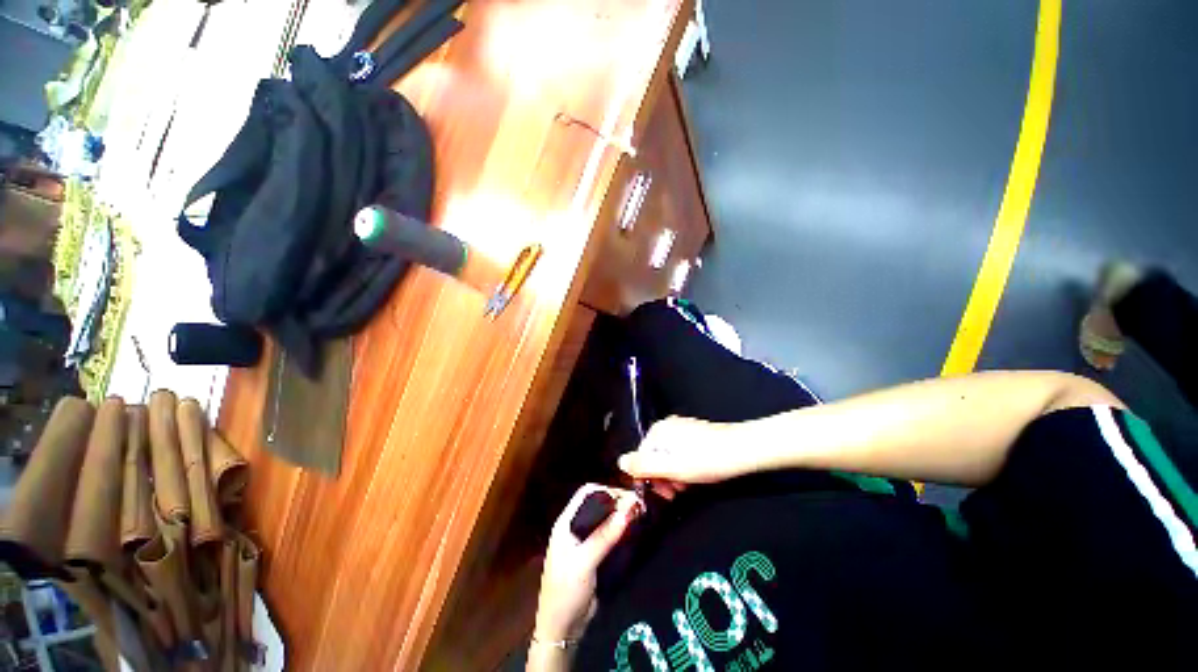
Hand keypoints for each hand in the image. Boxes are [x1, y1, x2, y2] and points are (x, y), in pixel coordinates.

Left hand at [534, 484, 641, 643]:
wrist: (562, 629)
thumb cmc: (566, 591)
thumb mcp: (584, 562)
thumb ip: (604, 536)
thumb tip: (627, 510)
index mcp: (566, 522)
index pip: (586, 493)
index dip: (606, 489)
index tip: (628, 495)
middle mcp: (575, 527)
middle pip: (598, 504)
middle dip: (617, 502)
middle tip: (638, 505)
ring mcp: (584, 541)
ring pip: (604, 519)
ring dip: (620, 516)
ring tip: (639, 515)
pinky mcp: (594, 555)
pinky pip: (608, 535)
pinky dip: (620, 530)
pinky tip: (633, 531)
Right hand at [618, 416, 757, 493]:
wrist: (742, 450)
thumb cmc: (706, 460)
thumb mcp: (672, 468)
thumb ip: (644, 466)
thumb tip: (619, 462)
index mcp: (658, 431)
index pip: (642, 458)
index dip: (651, 480)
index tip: (666, 494)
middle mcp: (667, 426)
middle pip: (655, 457)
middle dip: (664, 477)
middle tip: (678, 491)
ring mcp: (681, 428)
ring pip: (668, 457)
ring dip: (674, 475)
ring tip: (689, 485)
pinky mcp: (694, 434)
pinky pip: (680, 453)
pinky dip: (684, 466)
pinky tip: (696, 474)